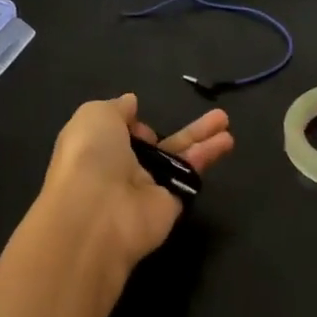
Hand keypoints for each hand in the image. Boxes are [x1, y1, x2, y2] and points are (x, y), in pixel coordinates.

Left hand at [38, 94, 233, 272]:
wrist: (99, 213)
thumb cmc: (90, 156)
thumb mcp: (95, 115)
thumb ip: (117, 107)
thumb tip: (131, 103)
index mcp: (97, 148)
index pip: (120, 134)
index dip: (132, 124)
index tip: (139, 116)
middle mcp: (122, 168)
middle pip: (159, 144)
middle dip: (182, 129)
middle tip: (213, 116)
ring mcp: (148, 187)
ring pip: (180, 158)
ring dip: (203, 139)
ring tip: (226, 121)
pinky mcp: (171, 204)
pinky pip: (189, 177)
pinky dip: (206, 158)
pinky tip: (225, 141)